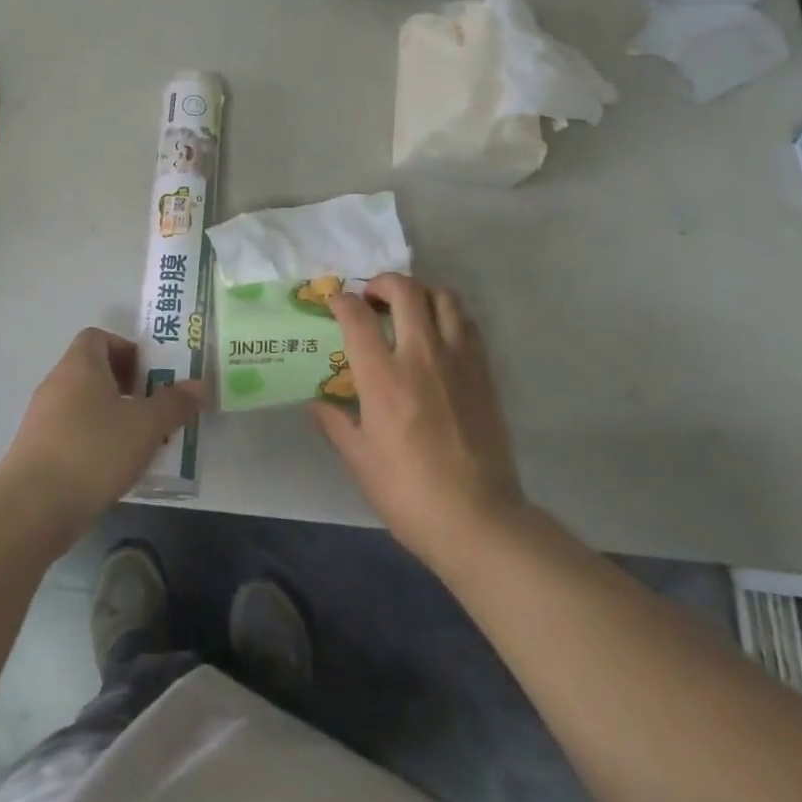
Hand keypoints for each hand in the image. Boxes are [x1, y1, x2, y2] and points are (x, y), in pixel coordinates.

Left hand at [0, 329, 203, 549]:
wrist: (31, 509)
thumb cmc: (93, 451)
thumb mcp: (146, 426)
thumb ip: (174, 404)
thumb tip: (199, 385)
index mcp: (80, 366)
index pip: (97, 337)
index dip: (126, 349)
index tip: (150, 373)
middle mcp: (57, 384)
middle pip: (93, 371)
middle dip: (127, 386)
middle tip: (154, 408)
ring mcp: (42, 419)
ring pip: (84, 405)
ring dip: (113, 417)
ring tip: (141, 441)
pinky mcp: (36, 452)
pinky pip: (72, 434)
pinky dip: (95, 442)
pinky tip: (115, 468)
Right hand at [314, 274, 526, 570]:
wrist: (477, 519)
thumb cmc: (408, 493)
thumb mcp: (360, 461)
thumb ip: (335, 423)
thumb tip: (317, 402)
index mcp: (383, 377)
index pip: (357, 317)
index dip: (342, 301)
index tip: (336, 303)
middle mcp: (421, 355)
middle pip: (405, 291)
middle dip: (383, 282)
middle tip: (372, 297)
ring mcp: (458, 359)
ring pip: (443, 297)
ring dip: (420, 292)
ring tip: (408, 308)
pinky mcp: (484, 371)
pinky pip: (467, 323)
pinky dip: (448, 314)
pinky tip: (439, 334)